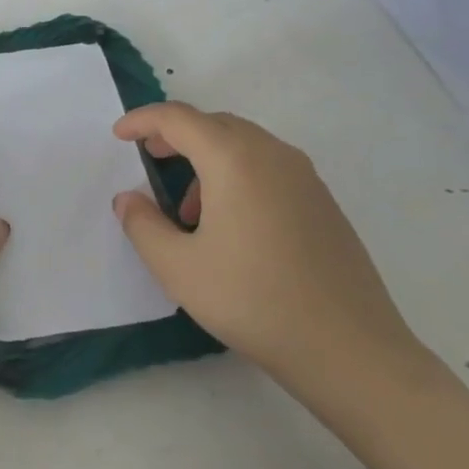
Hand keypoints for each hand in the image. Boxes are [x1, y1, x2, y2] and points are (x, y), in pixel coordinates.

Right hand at [111, 102, 422, 385]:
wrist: (349, 350)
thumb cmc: (252, 301)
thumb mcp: (178, 268)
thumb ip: (142, 225)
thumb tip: (128, 199)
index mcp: (234, 160)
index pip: (178, 118)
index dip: (142, 120)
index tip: (118, 136)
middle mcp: (272, 155)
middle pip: (214, 124)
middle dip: (175, 135)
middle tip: (149, 158)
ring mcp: (305, 178)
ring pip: (244, 145)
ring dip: (207, 159)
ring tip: (189, 211)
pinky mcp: (324, 203)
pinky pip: (268, 168)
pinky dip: (237, 176)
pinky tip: (231, 226)